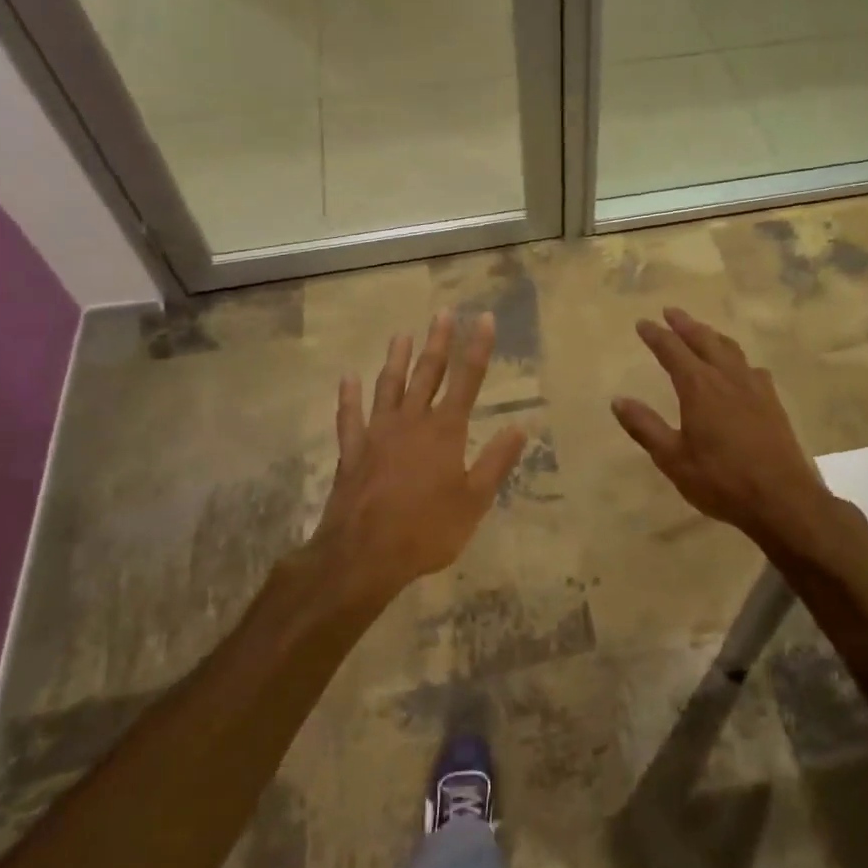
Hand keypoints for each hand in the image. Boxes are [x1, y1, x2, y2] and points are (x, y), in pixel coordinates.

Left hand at [312, 310, 527, 606]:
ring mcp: (377, 434)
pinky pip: (349, 417)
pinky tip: (347, 379)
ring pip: (388, 386)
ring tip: (400, 334)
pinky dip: (348, 396)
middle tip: (442, 313)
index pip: (467, 380)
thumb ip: (496, 462)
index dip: (477, 347)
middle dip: (437, 342)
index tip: (483, 318)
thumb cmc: (426, 530)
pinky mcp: (352, 452)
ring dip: (396, 359)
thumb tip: (520, 427)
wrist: (363, 555)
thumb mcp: (474, 501)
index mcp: (445, 431)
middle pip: (427, 373)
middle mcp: (411, 422)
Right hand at [612, 306, 832, 548]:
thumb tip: (618, 400)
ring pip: (730, 349)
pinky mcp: (772, 402)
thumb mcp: (673, 459)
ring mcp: (754, 388)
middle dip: (685, 324)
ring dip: (712, 336)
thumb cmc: (721, 480)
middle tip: (671, 312)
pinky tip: (740, 368)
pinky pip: (751, 367)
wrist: (782, 498)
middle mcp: (727, 378)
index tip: (643, 323)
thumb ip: (645, 427)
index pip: (672, 351)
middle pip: (704, 340)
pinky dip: (737, 358)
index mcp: (699, 387)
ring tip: (702, 331)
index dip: (656, 336)